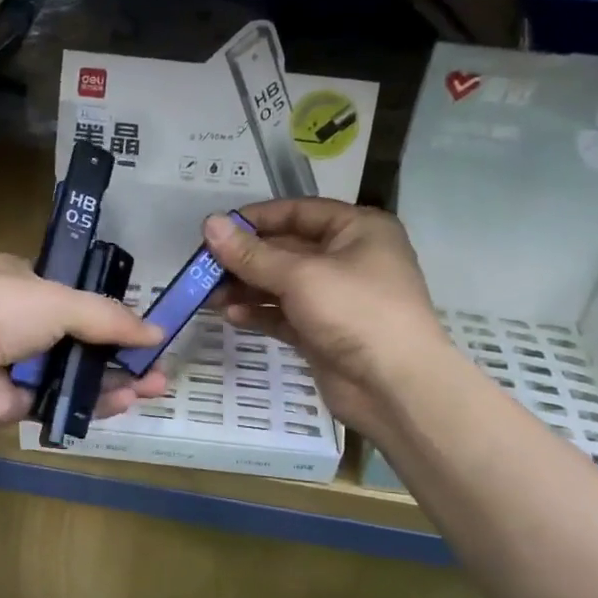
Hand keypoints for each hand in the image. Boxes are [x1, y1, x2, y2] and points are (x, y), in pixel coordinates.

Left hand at [0, 254, 168, 431]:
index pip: (73, 295)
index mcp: (22, 282)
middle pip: (81, 338)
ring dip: (114, 379)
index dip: (109, 311)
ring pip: (75, 372)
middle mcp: (20, 321)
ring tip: (154, 388)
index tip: (142, 328)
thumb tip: (157, 332)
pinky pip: (62, 400)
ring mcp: (18, 363)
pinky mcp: (17, 401)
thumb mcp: (59, 301)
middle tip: (158, 367)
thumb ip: (109, 317)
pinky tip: (125, 402)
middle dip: (121, 352)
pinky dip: (92, 402)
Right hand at [202, 201, 450, 440]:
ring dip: (246, 288)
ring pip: (281, 285)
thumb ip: (252, 253)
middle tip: (203, 267)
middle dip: (245, 258)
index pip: (299, 212)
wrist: (394, 386)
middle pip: (287, 249)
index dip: (257, 219)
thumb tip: (210, 224)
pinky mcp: (323, 332)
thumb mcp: (301, 276)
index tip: (216, 229)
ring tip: (209, 295)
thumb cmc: (356, 312)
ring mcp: (336, 298)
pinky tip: (231, 316)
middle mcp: (348, 258)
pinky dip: (259, 313)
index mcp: (357, 230)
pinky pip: (284, 315)